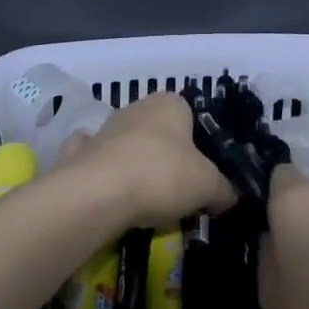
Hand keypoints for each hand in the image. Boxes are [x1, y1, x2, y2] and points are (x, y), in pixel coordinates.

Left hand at [61, 92, 235, 230]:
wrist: (98, 193)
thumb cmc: (162, 175)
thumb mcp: (208, 186)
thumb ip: (224, 189)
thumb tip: (229, 196)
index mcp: (170, 103)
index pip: (192, 117)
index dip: (201, 147)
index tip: (205, 176)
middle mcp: (137, 107)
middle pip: (161, 133)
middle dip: (169, 159)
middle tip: (180, 193)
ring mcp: (105, 128)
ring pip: (130, 146)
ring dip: (137, 167)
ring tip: (148, 204)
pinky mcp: (80, 153)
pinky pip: (99, 163)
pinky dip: (105, 175)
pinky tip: (111, 195)